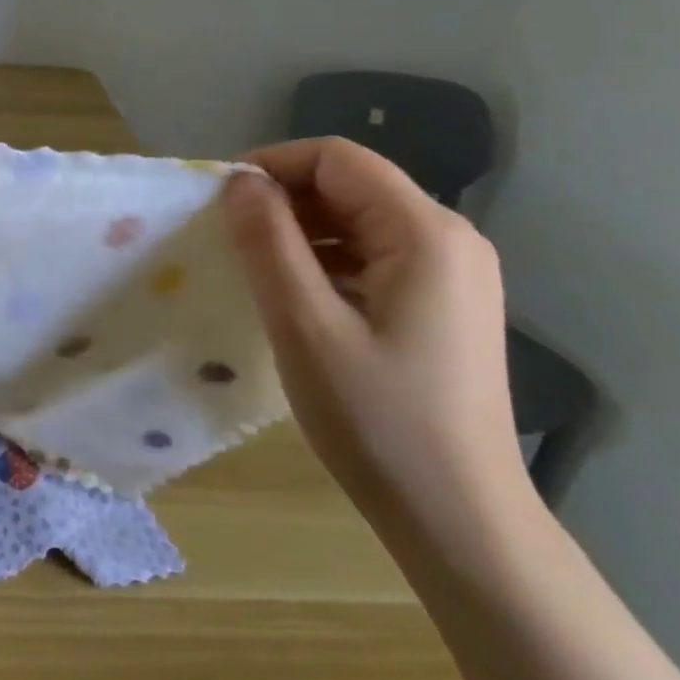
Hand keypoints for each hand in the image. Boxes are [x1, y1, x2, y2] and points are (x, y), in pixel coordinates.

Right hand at [221, 138, 526, 540]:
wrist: (460, 520)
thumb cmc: (378, 420)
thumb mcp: (305, 325)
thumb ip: (268, 242)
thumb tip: (238, 181)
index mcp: (425, 233)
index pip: (337, 159)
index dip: (273, 165)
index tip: (219, 200)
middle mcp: (450, 239)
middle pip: (352, 186)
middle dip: (285, 200)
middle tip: (228, 237)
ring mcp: (453, 274)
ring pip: (360, 222)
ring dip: (302, 233)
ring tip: (254, 269)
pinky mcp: (444, 306)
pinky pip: (374, 258)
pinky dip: (327, 263)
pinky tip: (297, 299)